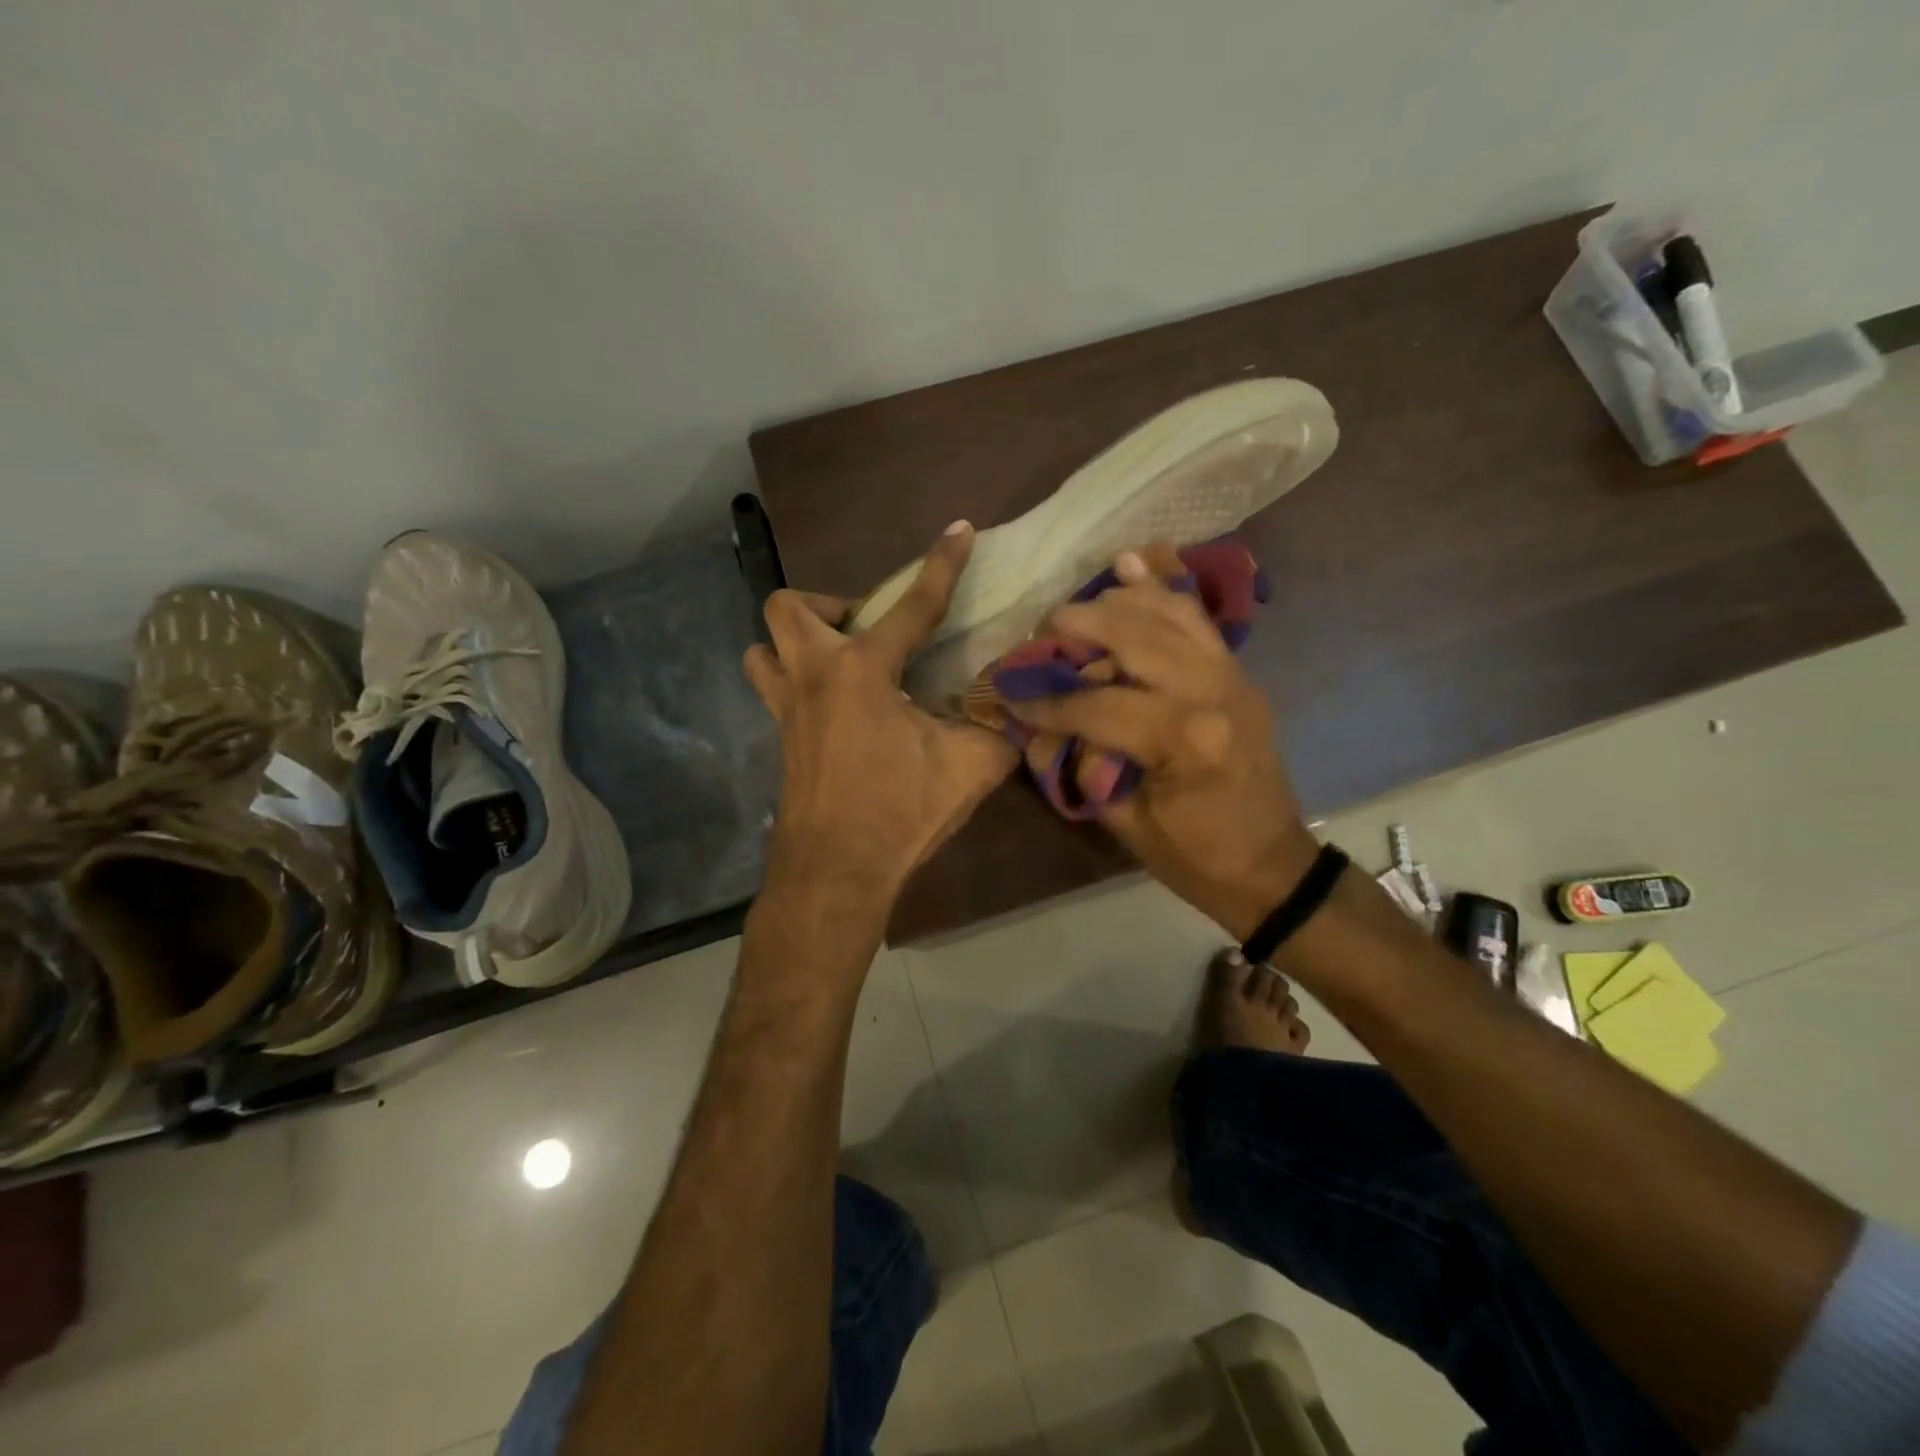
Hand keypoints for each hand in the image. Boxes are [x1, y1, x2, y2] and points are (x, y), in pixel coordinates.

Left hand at [744, 523, 1019, 917]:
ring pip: (764, 648)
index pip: (912, 606)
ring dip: (796, 643)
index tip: (959, 529)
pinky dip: (797, 682)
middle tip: (868, 633)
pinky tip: (837, 712)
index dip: (941, 564)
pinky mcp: (780, 740)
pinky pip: (774, 689)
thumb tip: (1021, 709)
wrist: (836, 873)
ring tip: (840, 664)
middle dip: (828, 605)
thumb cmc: (900, 813)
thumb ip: (999, 729)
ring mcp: (787, 709)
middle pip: (790, 607)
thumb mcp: (970, 769)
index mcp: (864, 672)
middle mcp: (815, 676)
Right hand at [1004, 544, 1317, 938]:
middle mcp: (1212, 692)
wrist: (1271, 865)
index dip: (1048, 700)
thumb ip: (1079, 766)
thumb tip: (1035, 727)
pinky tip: (1133, 563)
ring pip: (1168, 613)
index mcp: (1184, 740)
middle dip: (1078, 627)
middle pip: (1134, 636)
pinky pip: (1197, 618)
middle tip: (1040, 634)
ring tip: (1073, 608)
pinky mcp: (1240, 672)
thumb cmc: (1196, 857)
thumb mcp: (1126, 823)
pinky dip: (1163, 590)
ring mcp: (1233, 675)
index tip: (1010, 694)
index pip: (1098, 703)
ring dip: (1116, 601)